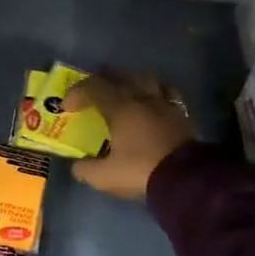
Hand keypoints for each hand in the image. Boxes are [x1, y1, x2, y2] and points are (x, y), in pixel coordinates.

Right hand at [65, 71, 194, 200]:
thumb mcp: (105, 177)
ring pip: (148, 80)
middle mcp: (143, 99)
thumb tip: (78, 166)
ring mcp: (166, 105)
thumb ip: (86, 170)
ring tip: (126, 89)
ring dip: (133, 80)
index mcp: (121, 108)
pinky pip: (167, 95)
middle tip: (94, 87)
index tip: (68, 108)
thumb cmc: (141, 171)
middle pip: (122, 75)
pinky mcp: (182, 117)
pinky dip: (156, 94)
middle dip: (104, 78)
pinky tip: (153, 105)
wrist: (187, 179)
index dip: (77, 92)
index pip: (94, 87)